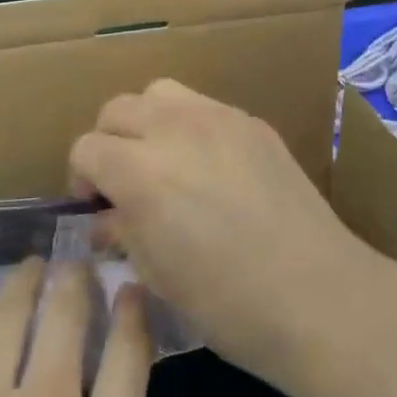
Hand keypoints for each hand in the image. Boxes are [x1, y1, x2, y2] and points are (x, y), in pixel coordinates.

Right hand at [70, 78, 372, 380]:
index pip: (87, 146)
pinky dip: (190, 125)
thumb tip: (105, 218)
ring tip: (162, 159)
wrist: (315, 293)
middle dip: (109, 141)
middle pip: (118, 108)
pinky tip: (209, 165)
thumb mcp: (157, 276)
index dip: (82, 177)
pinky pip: (205, 106)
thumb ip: (123, 232)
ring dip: (148, 120)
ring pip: (161, 92)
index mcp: (141, 171)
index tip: (95, 206)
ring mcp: (219, 117)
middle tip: (123, 181)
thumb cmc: (227, 303)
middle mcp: (175, 128)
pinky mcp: (253, 121)